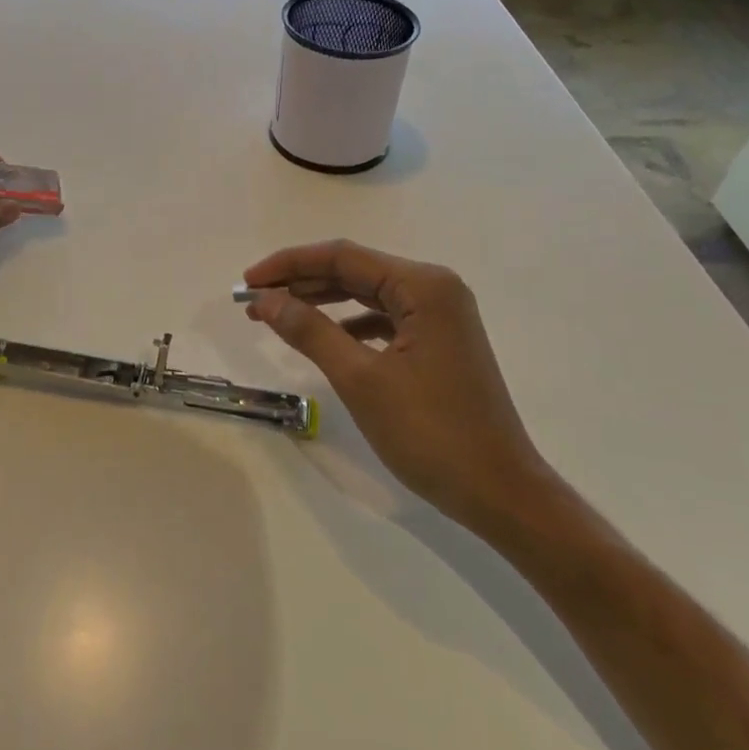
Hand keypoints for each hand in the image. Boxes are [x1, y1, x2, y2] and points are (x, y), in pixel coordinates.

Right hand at [242, 240, 557, 534]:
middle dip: (301, 282)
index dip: (289, 264)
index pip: (342, 257)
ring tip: (277, 314)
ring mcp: (441, 316)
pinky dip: (350, 324)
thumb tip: (265, 300)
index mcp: (422, 286)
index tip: (247, 282)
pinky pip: (385, 319)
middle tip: (253, 299)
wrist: (501, 492)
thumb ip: (309, 331)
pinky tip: (324, 337)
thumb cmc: (431, 433)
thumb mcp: (360, 379)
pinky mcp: (440, 342)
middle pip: (355, 271)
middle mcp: (435, 289)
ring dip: (322, 302)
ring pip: (368, 295)